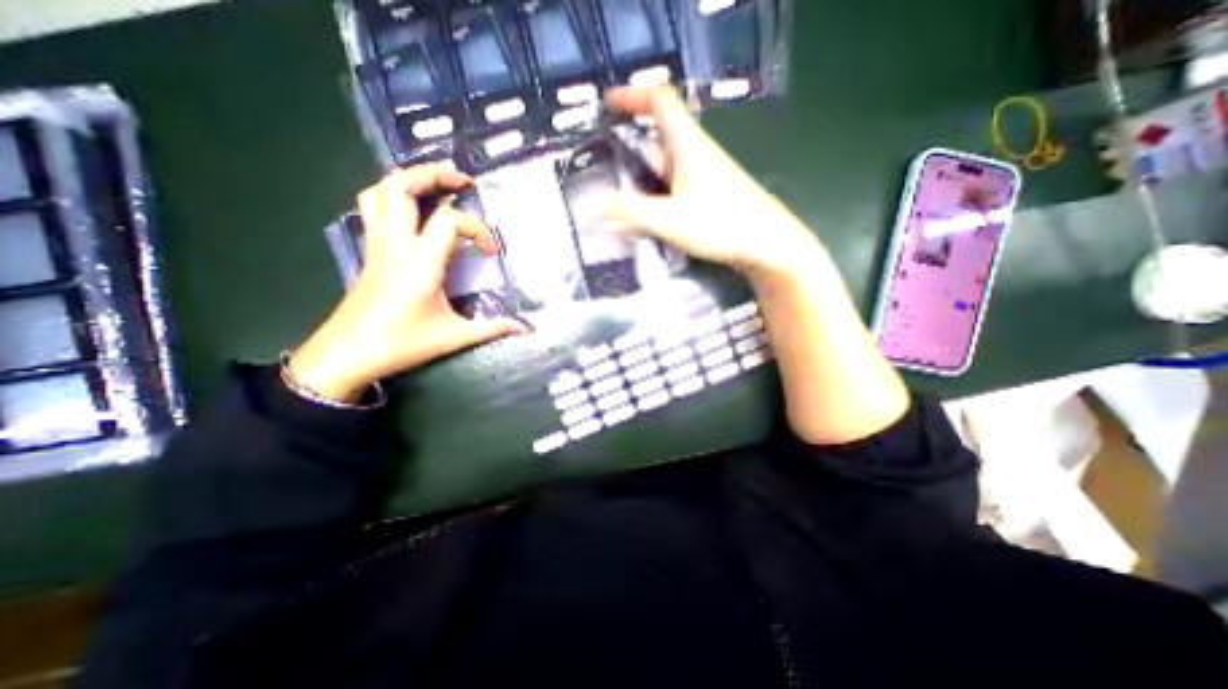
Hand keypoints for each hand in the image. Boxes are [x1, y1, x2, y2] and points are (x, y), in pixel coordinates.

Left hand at [288, 163, 528, 401]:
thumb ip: (493, 328)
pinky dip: (393, 196)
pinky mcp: (370, 252)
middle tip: (463, 181)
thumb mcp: (455, 337)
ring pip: (381, 192)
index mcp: (419, 263)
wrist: (348, 354)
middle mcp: (395, 245)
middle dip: (434, 175)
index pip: (449, 222)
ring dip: (409, 179)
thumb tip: (525, 328)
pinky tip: (413, 208)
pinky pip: (374, 208)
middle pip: (402, 187)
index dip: (477, 229)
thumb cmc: (403, 344)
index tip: (491, 251)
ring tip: (437, 183)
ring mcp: (377, 245)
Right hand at [597, 87, 817, 283]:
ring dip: (642, 169)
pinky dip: (656, 190)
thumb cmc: (722, 224)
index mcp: (688, 146)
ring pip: (667, 162)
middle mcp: (697, 154)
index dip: (633, 95)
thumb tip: (592, 205)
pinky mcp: (710, 195)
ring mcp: (705, 176)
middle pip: (661, 133)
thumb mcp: (670, 219)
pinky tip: (647, 212)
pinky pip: (676, 184)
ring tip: (617, 189)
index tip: (607, 103)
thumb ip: (630, 212)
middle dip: (631, 139)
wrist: (768, 244)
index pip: (660, 101)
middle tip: (603, 156)